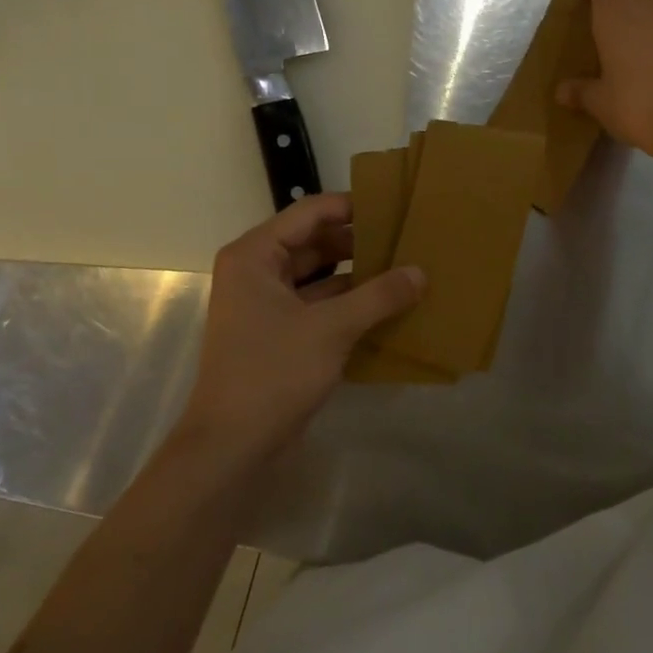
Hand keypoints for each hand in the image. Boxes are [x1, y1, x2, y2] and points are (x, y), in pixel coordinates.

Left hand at [179, 194, 423, 472]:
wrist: (231, 446)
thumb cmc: (273, 373)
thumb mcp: (332, 329)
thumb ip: (379, 296)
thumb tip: (421, 272)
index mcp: (255, 255)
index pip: (310, 212)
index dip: (352, 206)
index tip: (395, 207)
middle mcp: (257, 271)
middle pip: (315, 242)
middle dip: (359, 241)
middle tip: (407, 238)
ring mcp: (267, 304)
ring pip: (319, 275)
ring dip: (357, 274)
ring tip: (404, 268)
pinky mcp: (279, 333)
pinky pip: (319, 304)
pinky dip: (349, 303)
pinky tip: (387, 306)